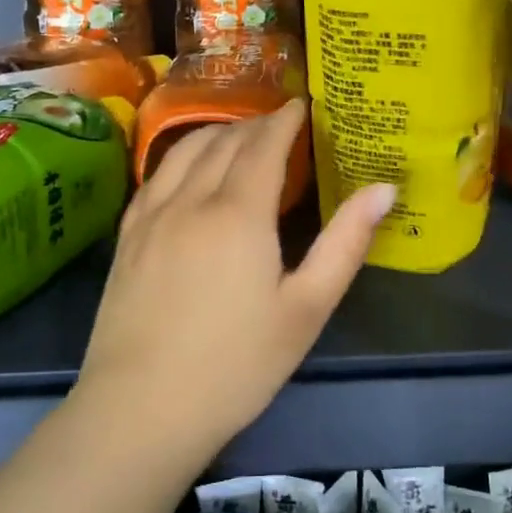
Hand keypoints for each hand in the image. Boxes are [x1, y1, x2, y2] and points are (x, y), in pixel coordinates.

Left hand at [75, 100, 394, 456]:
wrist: (141, 408)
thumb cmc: (237, 364)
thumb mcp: (306, 308)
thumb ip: (346, 243)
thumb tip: (384, 188)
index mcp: (239, 212)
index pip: (263, 144)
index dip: (284, 119)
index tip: (302, 104)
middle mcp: (190, 199)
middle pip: (224, 141)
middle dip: (255, 124)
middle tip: (279, 123)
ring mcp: (151, 216)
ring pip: (184, 150)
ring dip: (216, 132)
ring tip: (237, 135)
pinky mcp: (127, 237)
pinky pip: (155, 176)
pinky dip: (180, 156)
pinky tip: (187, 169)